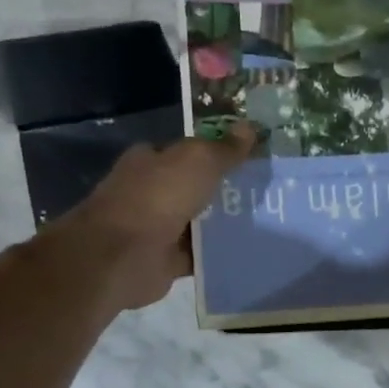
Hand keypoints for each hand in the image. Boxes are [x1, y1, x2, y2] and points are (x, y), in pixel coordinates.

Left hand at [50, 124, 254, 309]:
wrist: (124, 255)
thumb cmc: (158, 197)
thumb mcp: (198, 161)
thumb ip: (224, 148)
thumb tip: (250, 127)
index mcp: (149, 160)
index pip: (185, 150)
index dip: (215, 151)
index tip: (249, 157)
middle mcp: (149, 191)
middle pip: (193, 186)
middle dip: (223, 189)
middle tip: (264, 190)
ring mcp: (155, 227)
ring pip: (197, 222)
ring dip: (222, 224)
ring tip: (264, 220)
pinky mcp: (164, 260)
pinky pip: (198, 254)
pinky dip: (216, 254)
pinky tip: (245, 251)